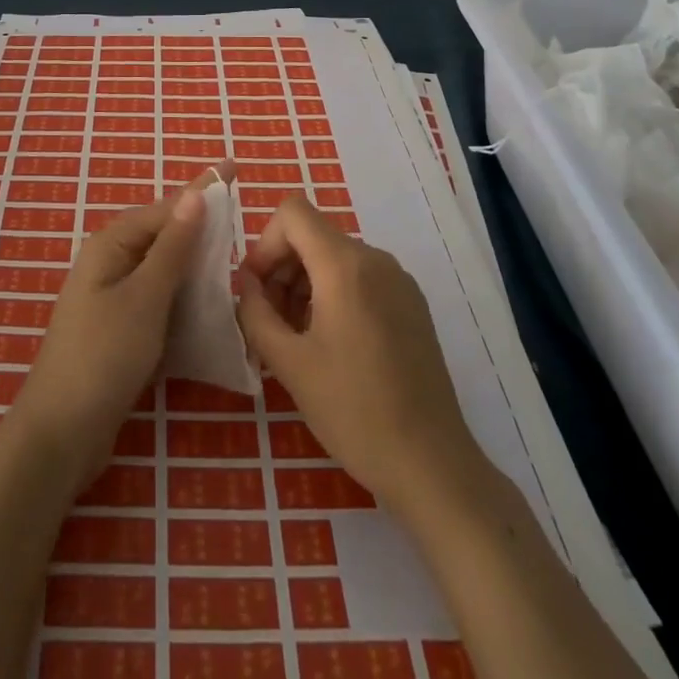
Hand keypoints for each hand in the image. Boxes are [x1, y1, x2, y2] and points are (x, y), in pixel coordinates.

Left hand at [12, 166, 222, 488]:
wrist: (61, 433)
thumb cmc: (104, 356)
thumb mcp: (146, 297)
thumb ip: (173, 247)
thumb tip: (194, 194)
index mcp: (111, 244)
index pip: (167, 208)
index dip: (203, 190)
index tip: (235, 167)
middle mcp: (110, 262)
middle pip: (165, 235)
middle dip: (202, 227)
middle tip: (244, 219)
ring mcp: (113, 297)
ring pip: (164, 269)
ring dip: (196, 266)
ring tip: (237, 260)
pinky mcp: (120, 329)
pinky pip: (159, 300)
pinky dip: (184, 298)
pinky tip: (212, 305)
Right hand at [237, 191, 480, 513]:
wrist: (432, 465)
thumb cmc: (353, 411)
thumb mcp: (289, 363)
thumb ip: (255, 312)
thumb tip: (246, 283)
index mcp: (345, 265)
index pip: (292, 213)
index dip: (265, 243)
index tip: (257, 290)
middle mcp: (375, 259)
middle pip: (313, 235)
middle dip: (282, 267)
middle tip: (270, 321)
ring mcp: (399, 280)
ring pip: (335, 256)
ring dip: (305, 283)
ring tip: (297, 338)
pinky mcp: (411, 303)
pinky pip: (361, 277)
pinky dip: (334, 293)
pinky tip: (331, 344)